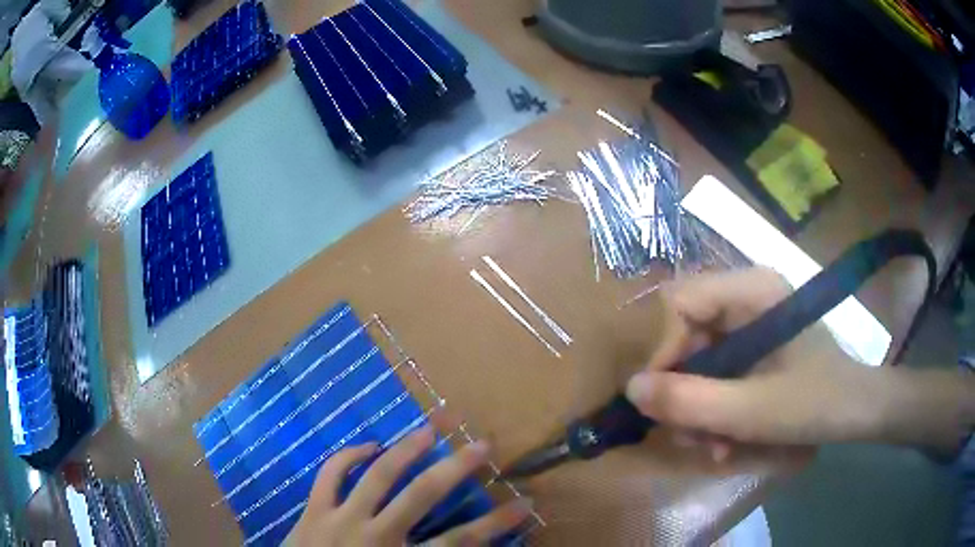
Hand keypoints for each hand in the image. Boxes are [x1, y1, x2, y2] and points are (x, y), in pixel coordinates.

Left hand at [292, 426, 531, 545]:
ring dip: (407, 449)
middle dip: (456, 469)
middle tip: (482, 443)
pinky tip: (367, 445)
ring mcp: (340, 518)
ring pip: (378, 475)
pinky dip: (348, 456)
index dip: (495, 523)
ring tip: (431, 428)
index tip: (524, 503)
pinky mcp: (312, 509)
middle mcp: (375, 534)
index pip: (459, 541)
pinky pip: (330, 474)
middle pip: (422, 496)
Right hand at [624, 267, 950, 455]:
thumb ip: (691, 402)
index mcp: (752, 289)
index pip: (680, 304)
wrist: (858, 411)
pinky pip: (719, 371)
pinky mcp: (757, 346)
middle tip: (688, 435)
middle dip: (684, 390)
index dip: (664, 353)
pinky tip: (725, 438)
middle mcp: (747, 295)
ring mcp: (752, 321)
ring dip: (699, 407)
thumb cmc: (816, 402)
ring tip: (712, 446)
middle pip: (687, 334)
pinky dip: (716, 407)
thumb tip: (631, 389)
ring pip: (700, 359)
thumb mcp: (752, 412)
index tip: (662, 403)